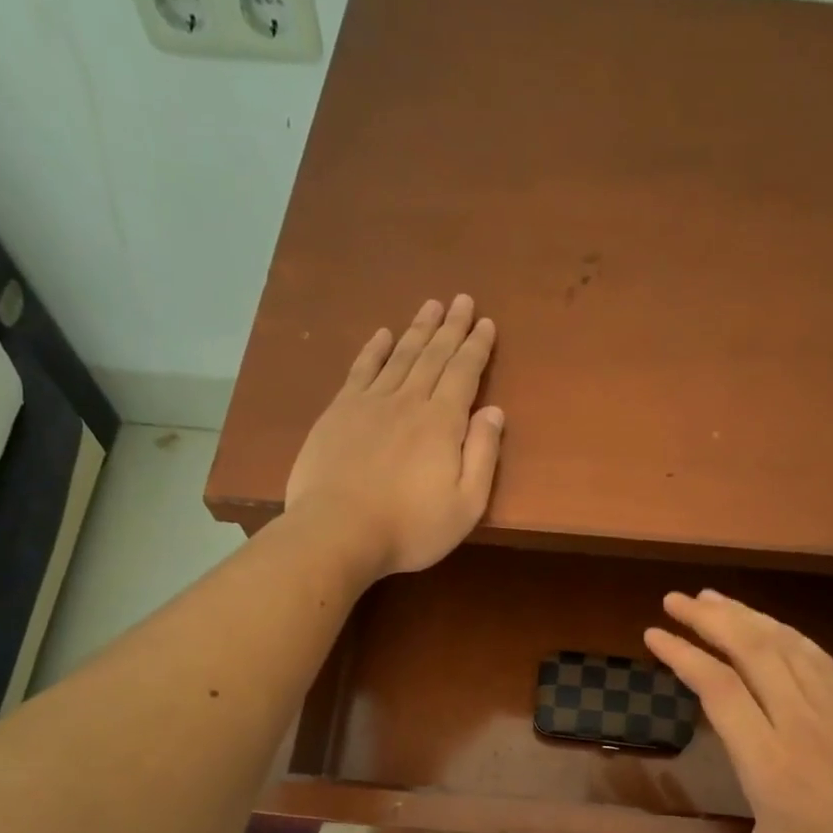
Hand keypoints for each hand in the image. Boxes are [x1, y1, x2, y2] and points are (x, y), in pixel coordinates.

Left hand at [285, 295, 502, 578]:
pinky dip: (373, 350)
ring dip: (417, 330)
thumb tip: (494, 411)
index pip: (464, 374)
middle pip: (433, 356)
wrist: (338, 532)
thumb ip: (483, 455)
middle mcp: (408, 401)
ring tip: (431, 306)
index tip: (486, 323)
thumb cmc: (410, 528)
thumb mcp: (466, 504)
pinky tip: (382, 334)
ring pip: (400, 356)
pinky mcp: (339, 413)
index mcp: (442, 423)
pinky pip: (361, 370)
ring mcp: (369, 403)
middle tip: (462, 300)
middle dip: (451, 328)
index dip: (477, 347)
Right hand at [615, 590, 832, 832]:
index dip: (683, 654)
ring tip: (709, 599)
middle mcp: (801, 724)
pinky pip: (816, 657)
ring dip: (745, 615)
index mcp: (770, 765)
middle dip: (709, 618)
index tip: (653, 634)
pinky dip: (784, 632)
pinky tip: (766, 625)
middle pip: (751, 650)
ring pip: (785, 645)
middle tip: (674, 600)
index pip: (719, 688)